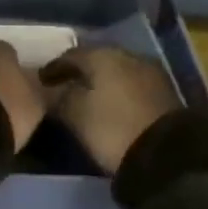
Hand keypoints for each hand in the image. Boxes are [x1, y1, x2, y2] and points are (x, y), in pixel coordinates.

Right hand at [40, 46, 180, 173]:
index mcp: (102, 55)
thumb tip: (50, 89)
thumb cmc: (113, 128)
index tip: (40, 82)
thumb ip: (59, 97)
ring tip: (87, 98)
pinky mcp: (163, 91)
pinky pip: (131, 84)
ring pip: (116, 71)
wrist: (167, 153)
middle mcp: (127, 55)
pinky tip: (110, 105)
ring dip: (100, 81)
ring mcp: (149, 71)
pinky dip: (117, 91)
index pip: (70, 55)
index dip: (53, 68)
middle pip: (95, 59)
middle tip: (63, 87)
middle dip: (79, 72)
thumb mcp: (76, 115)